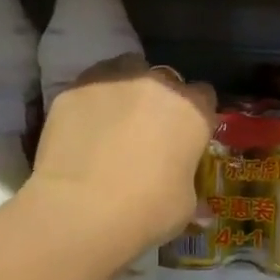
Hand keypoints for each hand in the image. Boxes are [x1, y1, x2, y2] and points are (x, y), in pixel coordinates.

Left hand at [26, 57, 217, 253]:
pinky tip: (87, 127)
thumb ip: (189, 189)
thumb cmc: (149, 209)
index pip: (205, 96)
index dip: (197, 115)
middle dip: (162, 100)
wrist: (83, 209)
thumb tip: (198, 206)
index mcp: (193, 112)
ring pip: (127, 70)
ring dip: (128, 89)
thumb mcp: (184, 206)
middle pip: (166, 79)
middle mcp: (157, 86)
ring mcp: (112, 81)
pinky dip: (94, 101)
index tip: (188, 135)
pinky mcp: (74, 89)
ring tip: (118, 119)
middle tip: (151, 132)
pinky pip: (92, 86)